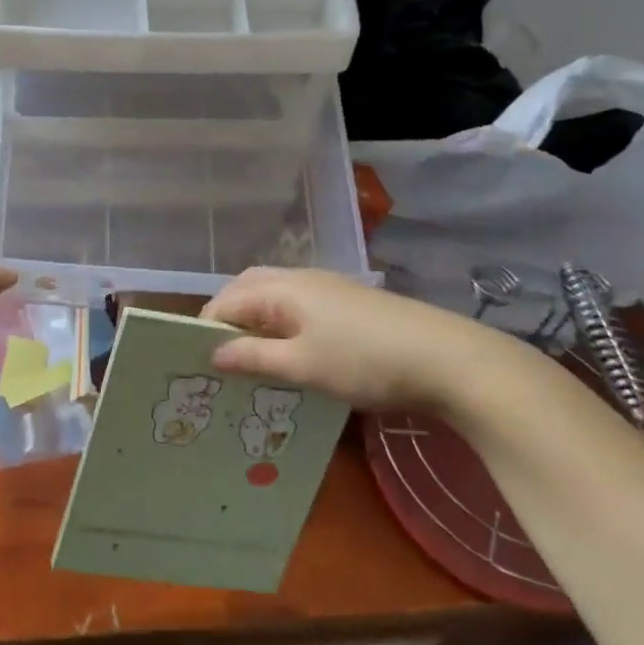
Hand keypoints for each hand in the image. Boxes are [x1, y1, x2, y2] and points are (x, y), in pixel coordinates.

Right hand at [200, 267, 527, 412]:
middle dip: (228, 318)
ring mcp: (327, 287)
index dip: (206, 328)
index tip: (196, 362)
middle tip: (220, 357)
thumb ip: (254, 357)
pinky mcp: (348, 302)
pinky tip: (291, 352)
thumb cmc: (365, 361)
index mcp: (282, 288)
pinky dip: (280, 323)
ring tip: (250, 357)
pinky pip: (297, 305)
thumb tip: (212, 351)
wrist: (447, 358)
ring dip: (255, 320)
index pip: (226, 300)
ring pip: (274, 296)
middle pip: (248, 288)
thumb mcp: (303, 366)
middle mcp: (299, 278)